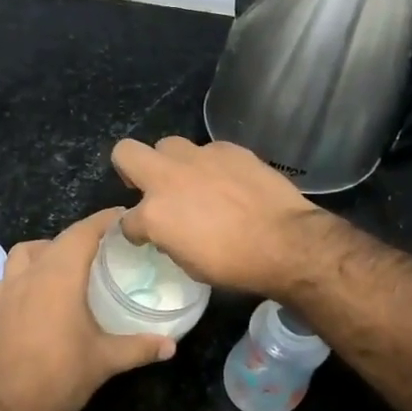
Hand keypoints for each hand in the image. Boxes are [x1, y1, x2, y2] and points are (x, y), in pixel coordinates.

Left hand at [0, 207, 173, 410]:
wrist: (6, 408)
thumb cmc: (60, 376)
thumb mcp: (106, 360)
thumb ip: (140, 347)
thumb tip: (171, 345)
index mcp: (59, 276)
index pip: (83, 233)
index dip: (104, 220)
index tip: (123, 216)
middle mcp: (30, 274)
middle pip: (56, 240)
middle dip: (81, 236)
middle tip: (106, 246)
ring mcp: (6, 290)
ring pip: (25, 253)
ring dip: (47, 250)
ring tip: (67, 265)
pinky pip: (9, 277)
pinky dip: (25, 274)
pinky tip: (38, 294)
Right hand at [110, 136, 324, 297]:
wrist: (285, 242)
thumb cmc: (234, 264)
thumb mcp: (189, 264)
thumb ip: (169, 239)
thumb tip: (169, 231)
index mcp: (154, 213)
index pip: (126, 221)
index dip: (134, 231)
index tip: (145, 237)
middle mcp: (168, 177)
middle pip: (126, 152)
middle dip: (130, 168)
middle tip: (149, 188)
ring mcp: (199, 158)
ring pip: (169, 145)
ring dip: (172, 163)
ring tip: (192, 182)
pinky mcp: (228, 149)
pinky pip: (208, 151)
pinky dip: (210, 166)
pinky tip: (228, 182)